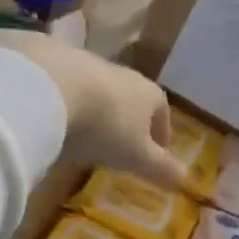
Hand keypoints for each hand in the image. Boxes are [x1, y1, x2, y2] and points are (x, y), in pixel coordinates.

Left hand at [0, 32, 188, 189]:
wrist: (52, 87)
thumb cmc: (105, 126)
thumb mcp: (136, 156)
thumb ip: (160, 168)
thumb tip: (186, 179)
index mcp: (148, 94)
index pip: (162, 111)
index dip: (162, 131)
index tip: (159, 148)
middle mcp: (122, 73)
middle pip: (131, 97)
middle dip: (129, 117)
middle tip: (121, 141)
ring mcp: (87, 63)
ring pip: (99, 88)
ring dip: (96, 107)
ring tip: (85, 130)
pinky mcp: (53, 59)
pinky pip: (66, 83)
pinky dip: (66, 98)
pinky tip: (54, 115)